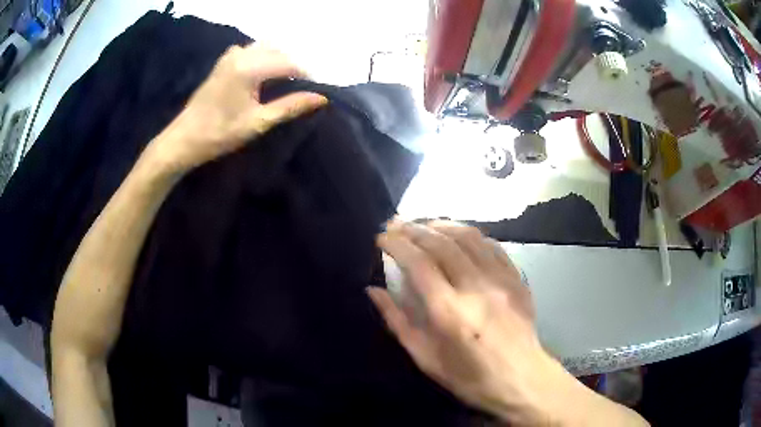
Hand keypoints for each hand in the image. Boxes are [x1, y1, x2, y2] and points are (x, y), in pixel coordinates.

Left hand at [146, 43, 327, 172]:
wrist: (184, 138)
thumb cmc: (220, 134)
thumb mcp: (258, 122)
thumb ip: (290, 106)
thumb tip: (321, 98)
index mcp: (250, 67)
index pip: (290, 63)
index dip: (307, 76)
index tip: (317, 92)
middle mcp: (241, 54)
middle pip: (280, 52)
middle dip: (294, 67)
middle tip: (302, 89)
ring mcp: (231, 55)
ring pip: (266, 48)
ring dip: (280, 60)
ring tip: (286, 83)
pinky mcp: (224, 60)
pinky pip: (252, 50)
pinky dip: (264, 58)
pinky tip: (264, 75)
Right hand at [369, 220, 554, 422]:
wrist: (521, 378)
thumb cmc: (469, 376)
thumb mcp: (426, 358)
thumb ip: (397, 321)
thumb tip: (373, 290)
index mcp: (450, 312)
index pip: (419, 263)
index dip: (397, 244)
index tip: (382, 237)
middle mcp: (476, 288)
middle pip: (442, 243)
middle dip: (414, 229)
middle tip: (396, 223)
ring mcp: (501, 280)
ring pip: (469, 237)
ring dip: (441, 225)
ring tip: (423, 225)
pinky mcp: (516, 278)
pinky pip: (492, 246)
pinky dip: (470, 235)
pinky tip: (458, 236)